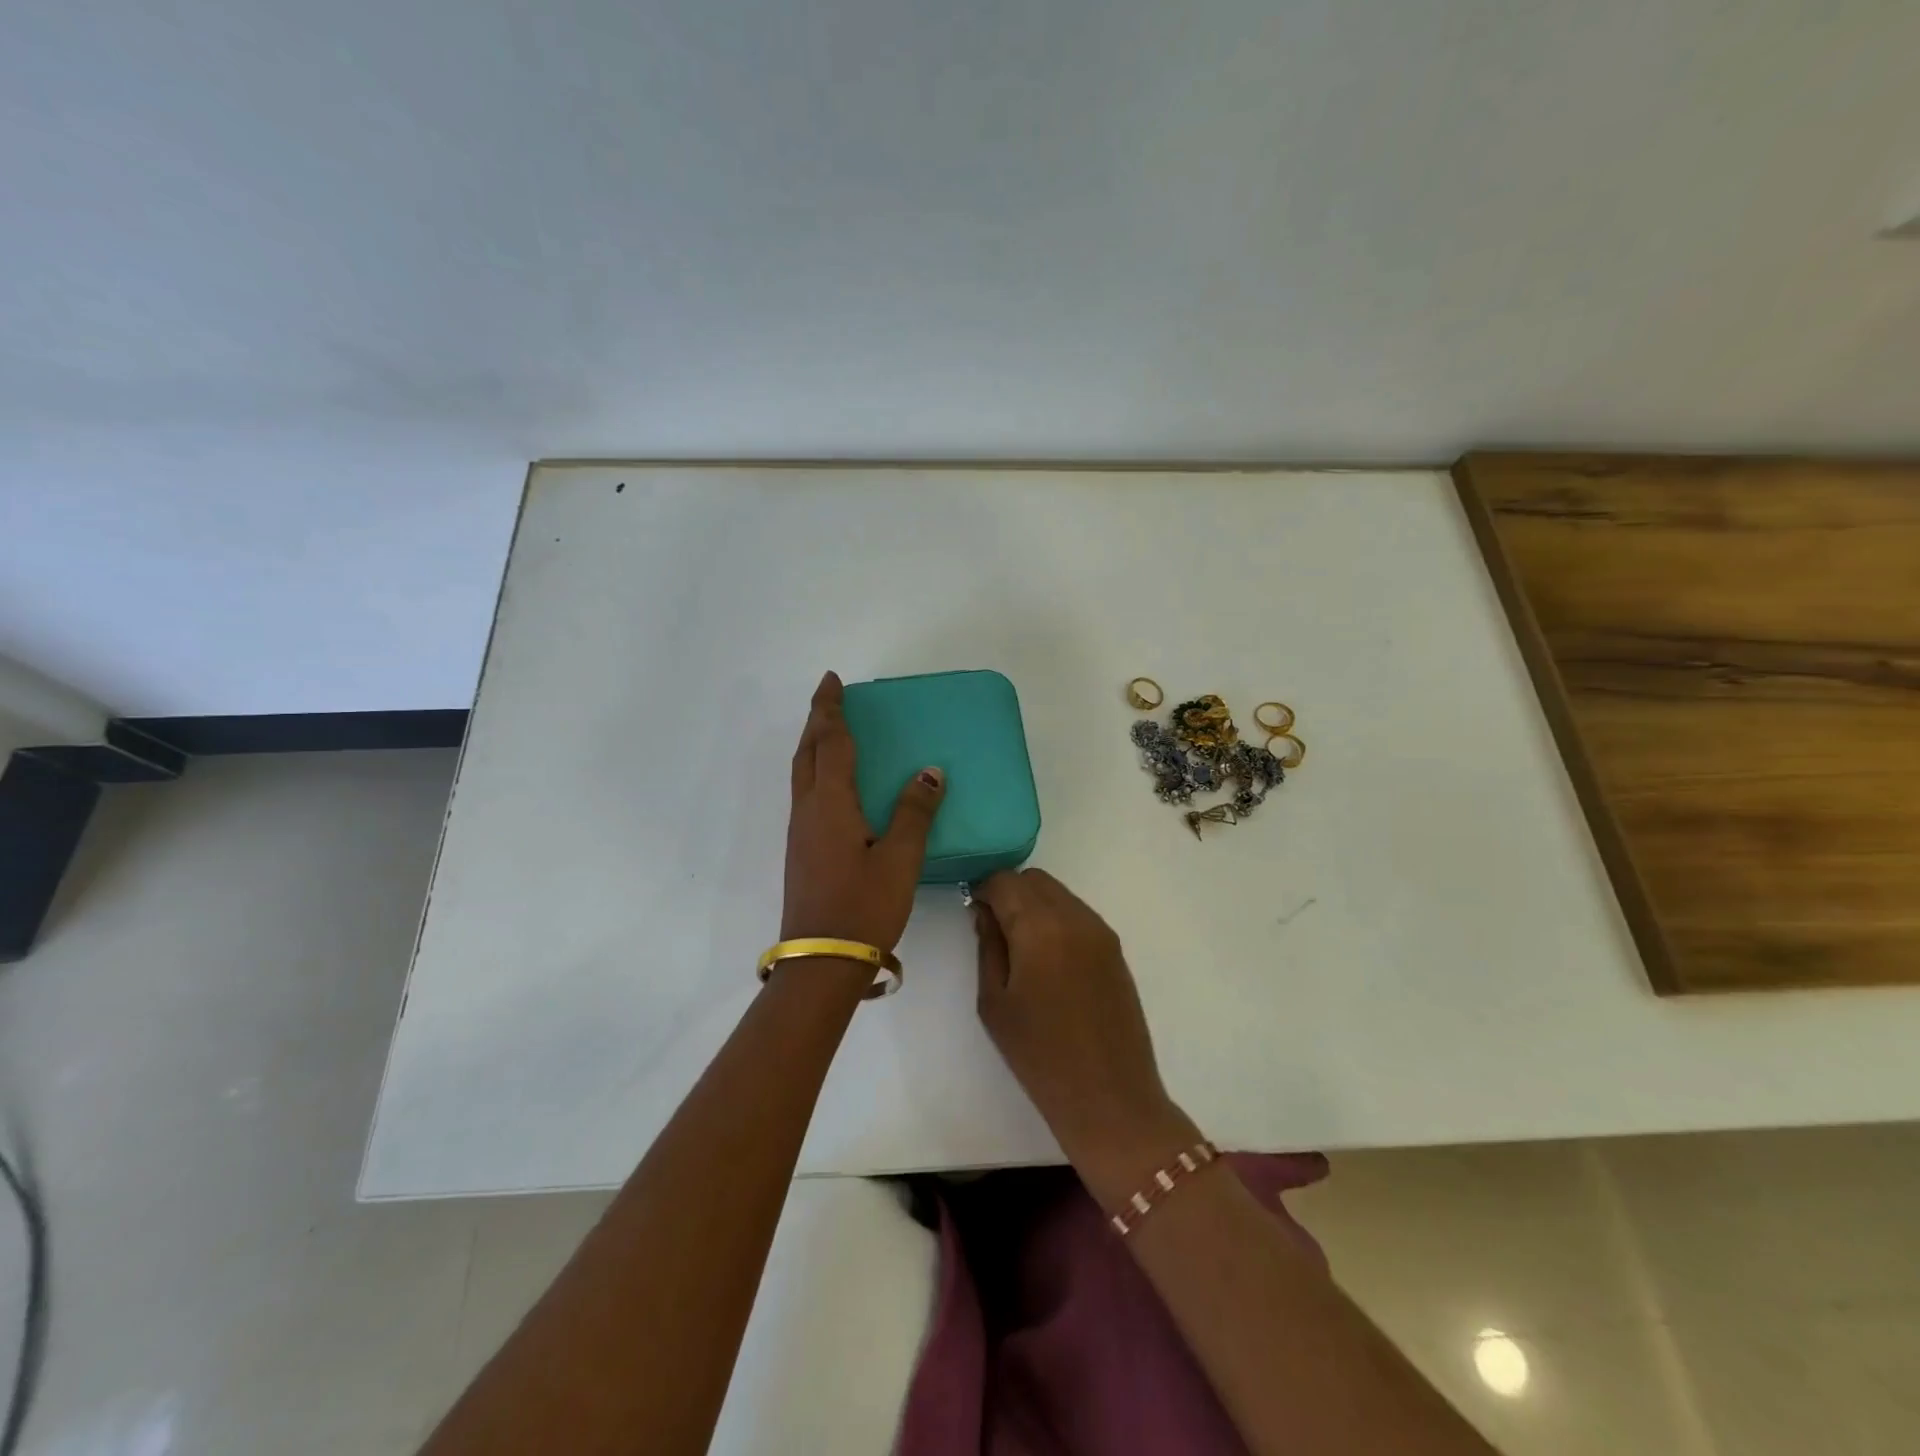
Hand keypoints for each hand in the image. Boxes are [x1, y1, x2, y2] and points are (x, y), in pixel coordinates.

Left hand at [782, 672, 945, 952]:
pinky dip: (816, 771)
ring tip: (832, 731)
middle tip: (830, 697)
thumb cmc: (864, 907)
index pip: (830, 742)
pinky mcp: (802, 852)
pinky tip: (834, 784)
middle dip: (817, 720)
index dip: (831, 709)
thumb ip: (915, 812)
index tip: (833, 681)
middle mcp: (808, 811)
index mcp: (830, 804)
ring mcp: (800, 833)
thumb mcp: (900, 859)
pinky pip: (806, 794)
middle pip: (807, 753)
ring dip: (814, 745)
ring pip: (802, 773)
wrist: (822, 962)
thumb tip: (930, 771)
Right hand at [972, 869, 1192, 1177]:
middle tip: (992, 926)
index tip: (972, 913)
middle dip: (1009, 892)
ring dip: (1034, 903)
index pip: (1005, 881)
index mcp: (1041, 928)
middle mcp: (1075, 917)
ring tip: (1019, 944)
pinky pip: (1078, 912)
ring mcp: (1100, 931)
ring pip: (1058, 893)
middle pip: (1034, 879)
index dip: (982, 890)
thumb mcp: (995, 1002)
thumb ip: (988, 946)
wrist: (1110, 1098)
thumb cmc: (1040, 1056)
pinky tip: (1046, 956)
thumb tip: (985, 912)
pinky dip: (1056, 917)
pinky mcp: (1115, 948)